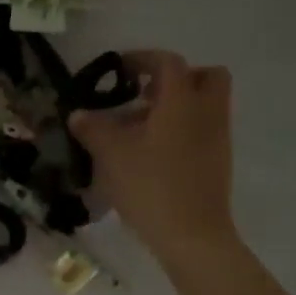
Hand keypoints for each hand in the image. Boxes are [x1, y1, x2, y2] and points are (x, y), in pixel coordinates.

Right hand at [70, 53, 235, 256]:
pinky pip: (203, 130)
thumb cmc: (151, 186)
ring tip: (139, 129)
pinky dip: (181, 129)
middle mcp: (207, 112)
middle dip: (175, 78)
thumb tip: (78, 114)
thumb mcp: (112, 154)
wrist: (192, 235)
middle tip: (143, 94)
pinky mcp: (218, 162)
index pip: (167, 63)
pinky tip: (152, 154)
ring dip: (176, 106)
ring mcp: (217, 138)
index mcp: (182, 101)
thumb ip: (93, 128)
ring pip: (204, 105)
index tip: (118, 69)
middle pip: (204, 76)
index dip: (141, 58)